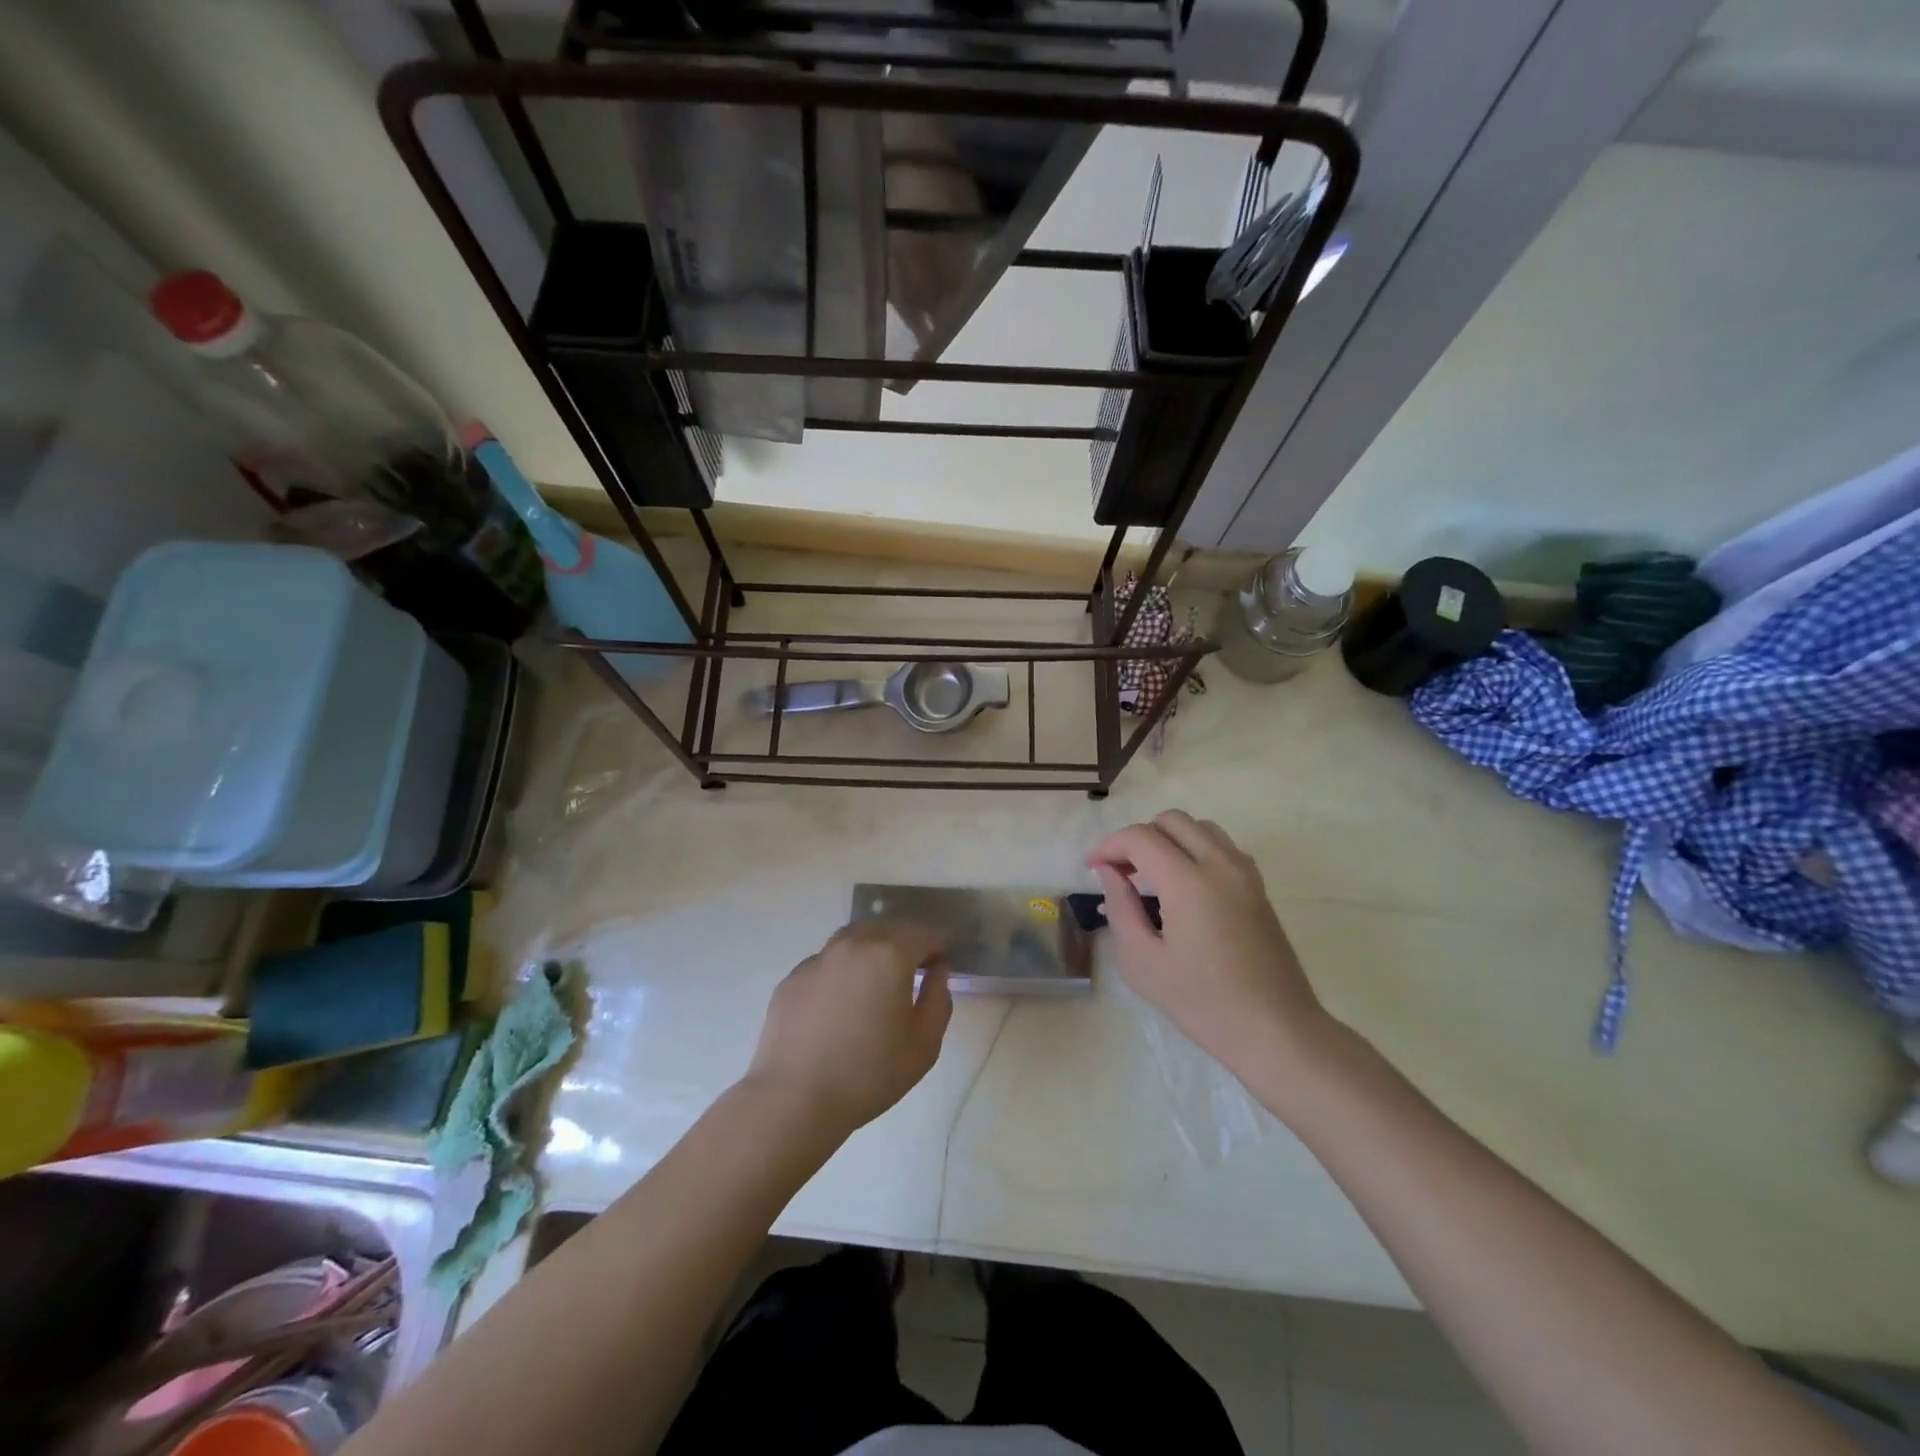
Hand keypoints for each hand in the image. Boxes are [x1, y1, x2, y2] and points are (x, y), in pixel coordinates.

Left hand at [745, 922, 952, 1136]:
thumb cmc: (869, 1074)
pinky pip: (826, 964)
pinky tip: (838, 1008)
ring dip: (870, 953)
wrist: (794, 1099)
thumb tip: (936, 972)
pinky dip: (840, 974)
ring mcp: (817, 959)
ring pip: (853, 940)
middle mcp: (853, 944)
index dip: (937, 950)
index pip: (924, 934)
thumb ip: (939, 999)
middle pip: (887, 929)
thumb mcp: (925, 1045)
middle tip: (909, 978)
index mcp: (889, 954)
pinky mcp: (792, 978)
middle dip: (904, 946)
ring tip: (872, 988)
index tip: (938, 973)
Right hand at [1087, 811, 1326, 1079]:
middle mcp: (1220, 864)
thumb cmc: (1202, 1003)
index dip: (1109, 845)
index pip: (1140, 837)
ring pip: (1200, 828)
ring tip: (1150, 876)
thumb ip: (1120, 907)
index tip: (1092, 867)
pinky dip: (1195, 850)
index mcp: (1188, 881)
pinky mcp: (1259, 886)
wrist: (1275, 1030)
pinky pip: (1221, 846)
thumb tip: (1108, 872)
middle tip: (1120, 872)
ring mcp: (1245, 873)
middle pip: (1171, 821)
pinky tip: (1183, 886)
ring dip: (1169, 839)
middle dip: (1138, 837)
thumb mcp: (1142, 961)